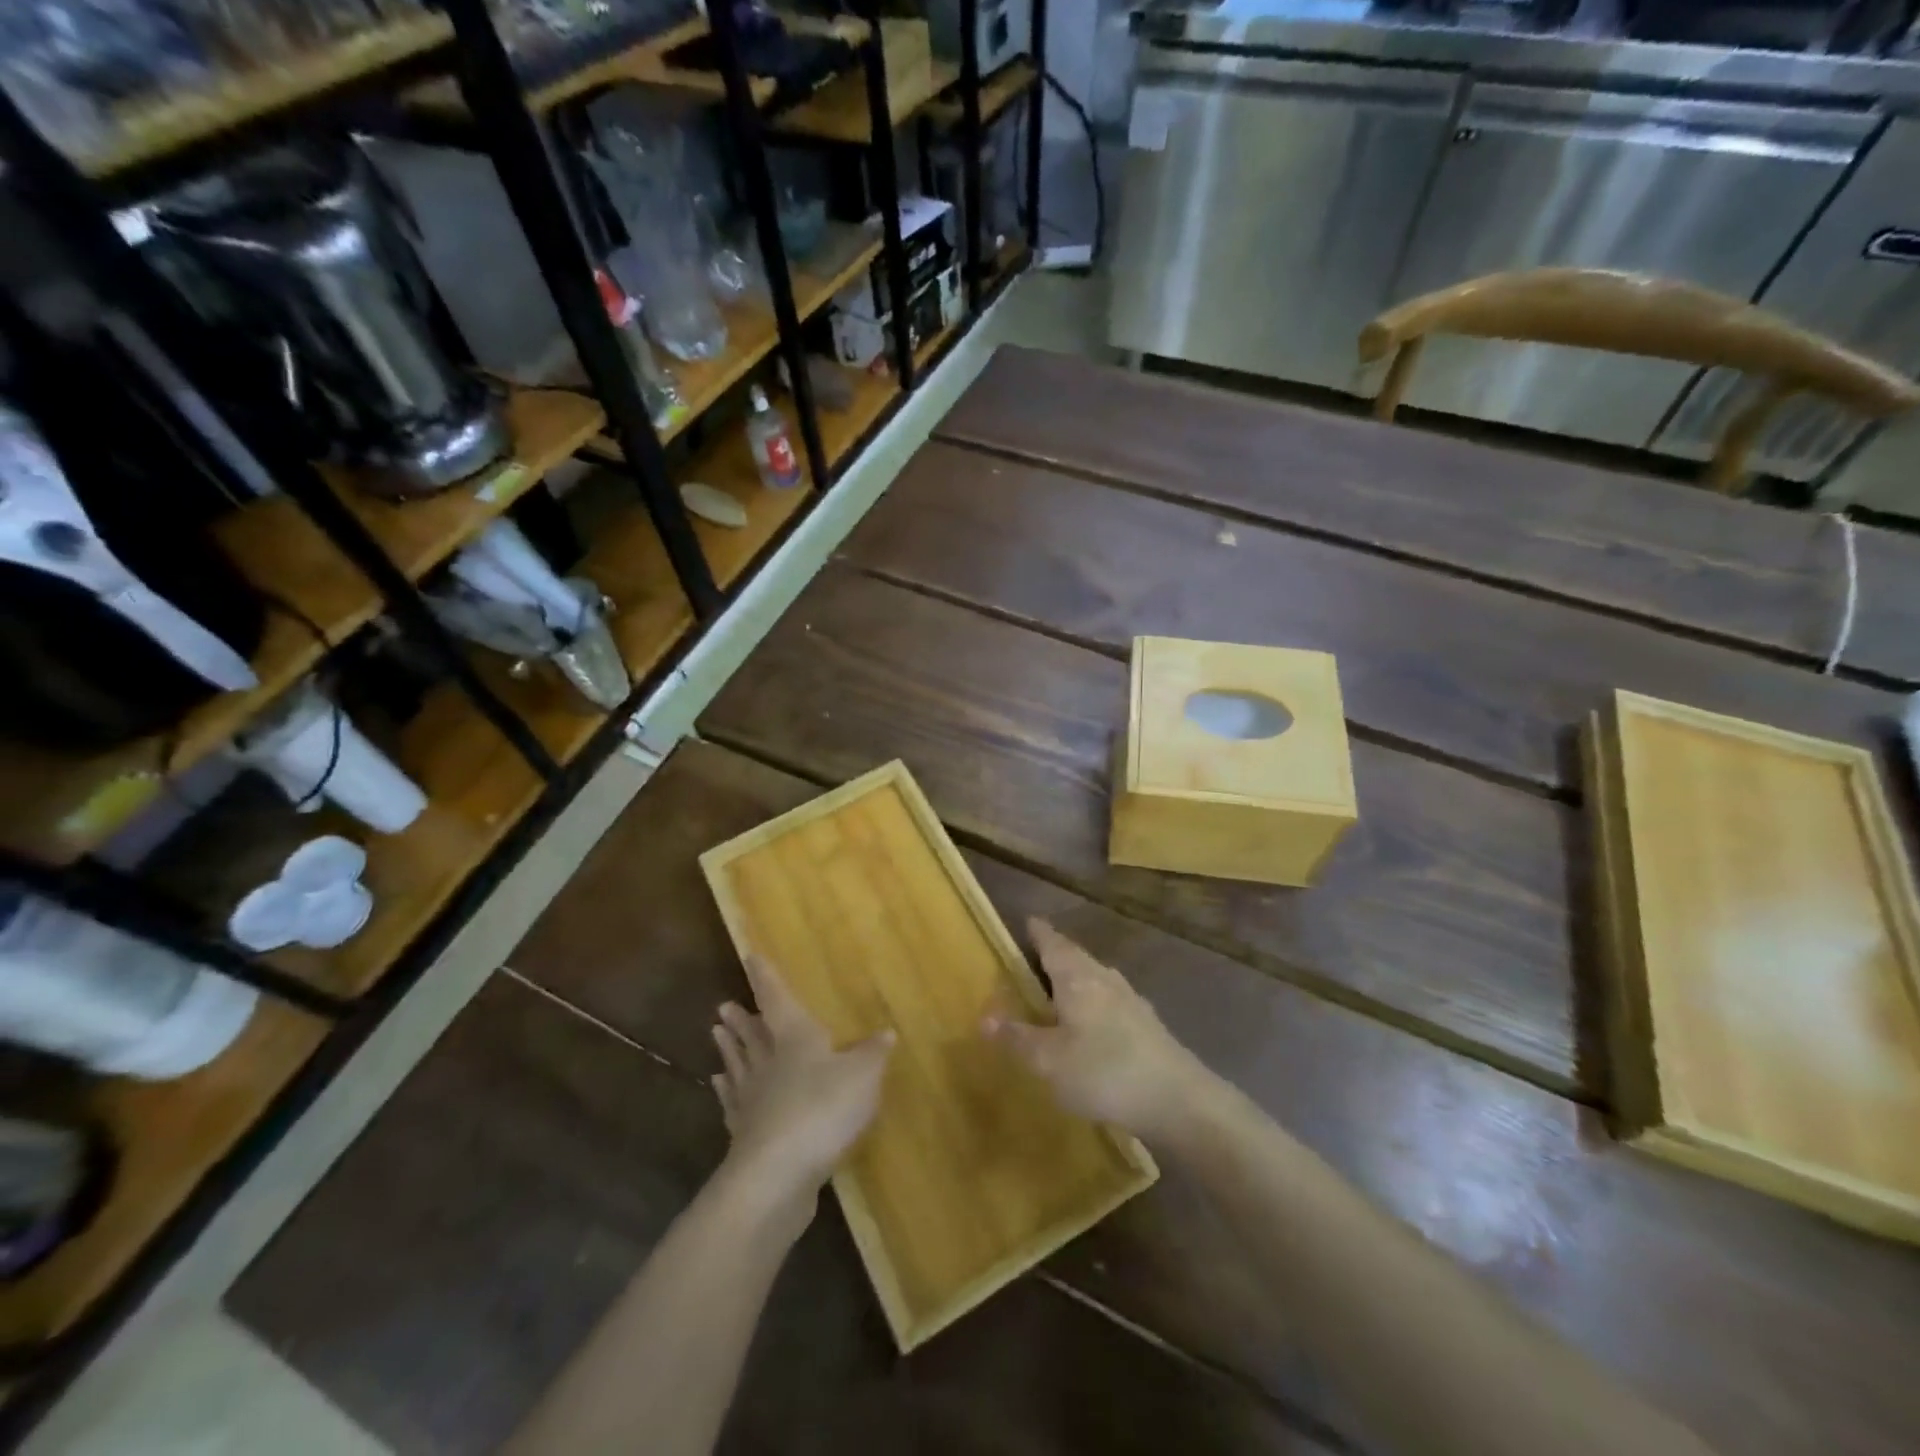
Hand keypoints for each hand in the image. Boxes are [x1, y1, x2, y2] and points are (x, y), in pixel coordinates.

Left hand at [711, 953, 894, 1216]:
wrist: (779, 1173)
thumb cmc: (823, 1108)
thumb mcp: (863, 1076)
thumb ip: (873, 1054)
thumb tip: (886, 1032)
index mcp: (794, 1036)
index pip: (777, 998)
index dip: (766, 977)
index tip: (750, 956)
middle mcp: (768, 1061)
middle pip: (752, 1033)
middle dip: (742, 1018)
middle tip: (724, 1006)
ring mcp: (751, 1098)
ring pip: (738, 1064)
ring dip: (729, 1049)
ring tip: (716, 1033)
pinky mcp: (744, 1133)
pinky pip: (732, 1103)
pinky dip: (726, 1091)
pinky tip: (718, 1086)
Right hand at [983, 919, 1215, 1144]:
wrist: (1179, 1099)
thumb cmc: (1105, 1071)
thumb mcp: (1049, 1061)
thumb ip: (1017, 1038)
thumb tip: (983, 1017)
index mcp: (1077, 978)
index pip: (1053, 942)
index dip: (1038, 932)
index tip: (1027, 921)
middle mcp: (1104, 978)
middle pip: (1076, 956)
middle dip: (1055, 953)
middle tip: (1035, 955)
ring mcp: (1131, 999)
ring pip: (1095, 976)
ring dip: (1076, 976)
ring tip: (1059, 987)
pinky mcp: (1147, 1023)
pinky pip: (1110, 999)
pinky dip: (1094, 1000)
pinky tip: (1093, 1022)